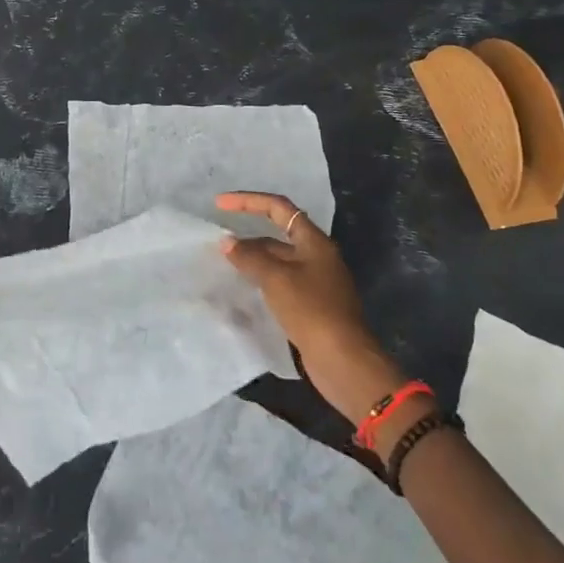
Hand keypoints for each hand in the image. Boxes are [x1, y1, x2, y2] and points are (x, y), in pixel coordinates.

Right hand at [216, 191, 404, 422]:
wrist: (344, 361)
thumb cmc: (312, 310)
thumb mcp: (276, 279)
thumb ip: (250, 257)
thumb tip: (227, 242)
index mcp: (314, 241)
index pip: (278, 207)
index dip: (248, 201)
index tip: (219, 203)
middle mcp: (317, 256)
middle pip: (278, 234)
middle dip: (248, 235)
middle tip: (219, 243)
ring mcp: (316, 282)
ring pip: (278, 261)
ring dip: (253, 259)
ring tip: (225, 264)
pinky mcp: (312, 305)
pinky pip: (281, 283)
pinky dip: (261, 280)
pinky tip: (244, 289)